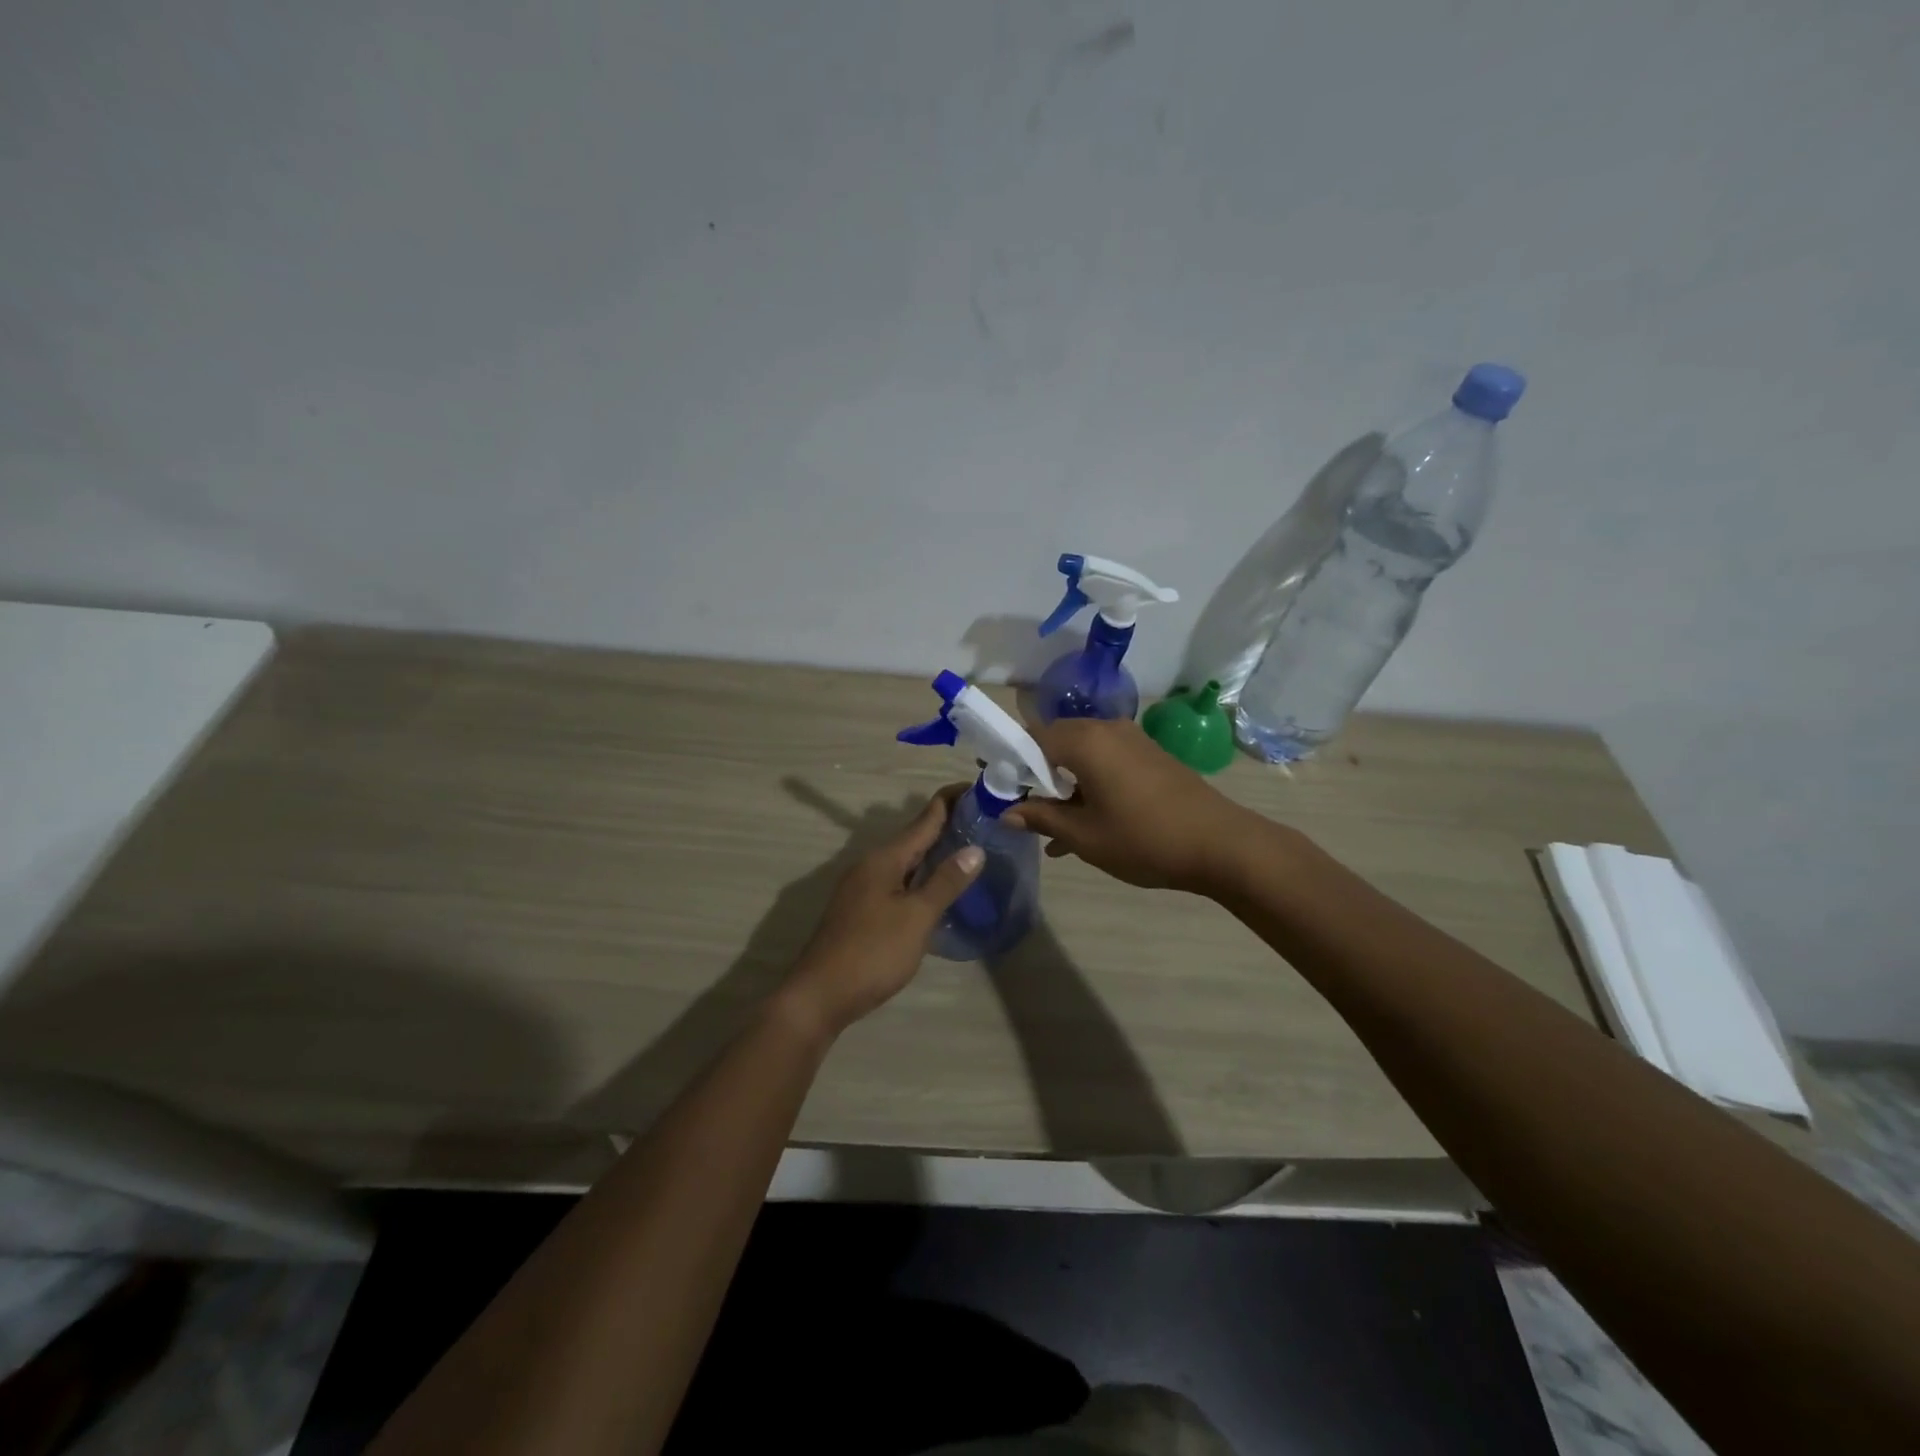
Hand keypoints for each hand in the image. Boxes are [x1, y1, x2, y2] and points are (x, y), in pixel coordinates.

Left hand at [778, 788, 984, 1037]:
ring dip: (935, 851)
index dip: (952, 801)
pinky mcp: (861, 909)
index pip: (925, 817)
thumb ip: (945, 882)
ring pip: (906, 860)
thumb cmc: (872, 952)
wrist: (820, 995)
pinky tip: (938, 888)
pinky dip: (922, 875)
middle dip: (948, 825)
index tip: (982, 789)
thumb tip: (975, 848)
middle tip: (986, 820)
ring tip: (970, 849)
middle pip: (915, 836)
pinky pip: (899, 880)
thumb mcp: (917, 917)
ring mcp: (863, 887)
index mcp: (885, 858)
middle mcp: (871, 864)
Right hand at [1005, 717, 1270, 893]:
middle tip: (1022, 807)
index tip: (997, 787)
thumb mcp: (1084, 835)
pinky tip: (1085, 824)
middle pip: (1056, 742)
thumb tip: (1007, 812)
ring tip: (1052, 827)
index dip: (1009, 761)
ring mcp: (1132, 741)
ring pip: (1082, 755)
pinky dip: (1089, 785)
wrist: (1222, 844)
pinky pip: (1106, 762)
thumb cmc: (1144, 839)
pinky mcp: (1150, 756)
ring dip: (1063, 785)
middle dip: (1036, 774)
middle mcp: (1107, 729)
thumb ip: (1041, 818)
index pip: (1031, 737)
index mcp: (1085, 741)